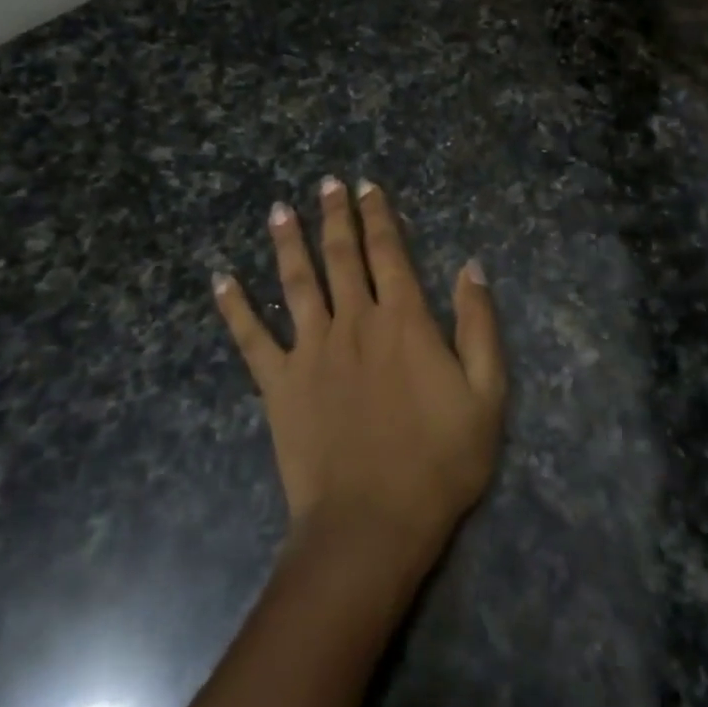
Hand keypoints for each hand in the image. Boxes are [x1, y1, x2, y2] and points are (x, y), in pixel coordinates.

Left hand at [213, 177, 506, 569]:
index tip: (367, 186)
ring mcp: (310, 350)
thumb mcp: (486, 394)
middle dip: (335, 215)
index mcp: (403, 320)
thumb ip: (479, 326)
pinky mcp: (279, 383)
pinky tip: (221, 280)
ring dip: (287, 242)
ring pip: (296, 282)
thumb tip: (470, 266)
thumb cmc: (439, 461)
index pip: (389, 252)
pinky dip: (234, 307)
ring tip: (279, 210)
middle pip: (341, 255)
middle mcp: (353, 321)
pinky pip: (251, 338)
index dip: (379, 215)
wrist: (372, 523)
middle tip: (326, 183)